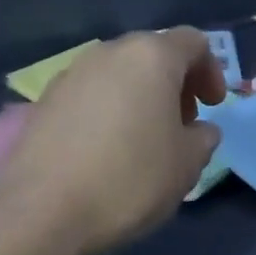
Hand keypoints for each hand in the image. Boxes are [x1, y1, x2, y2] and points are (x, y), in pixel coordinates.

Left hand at [0, 29, 226, 254]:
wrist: (42, 211)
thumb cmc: (130, 179)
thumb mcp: (187, 164)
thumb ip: (203, 138)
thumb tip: (198, 130)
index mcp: (151, 57)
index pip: (193, 43)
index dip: (211, 71)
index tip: (212, 107)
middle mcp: (109, 53)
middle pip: (153, 54)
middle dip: (175, 84)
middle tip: (183, 124)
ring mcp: (71, 74)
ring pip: (119, 74)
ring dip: (140, 97)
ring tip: (145, 140)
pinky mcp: (44, 101)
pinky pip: (91, 95)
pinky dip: (109, 110)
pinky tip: (108, 151)